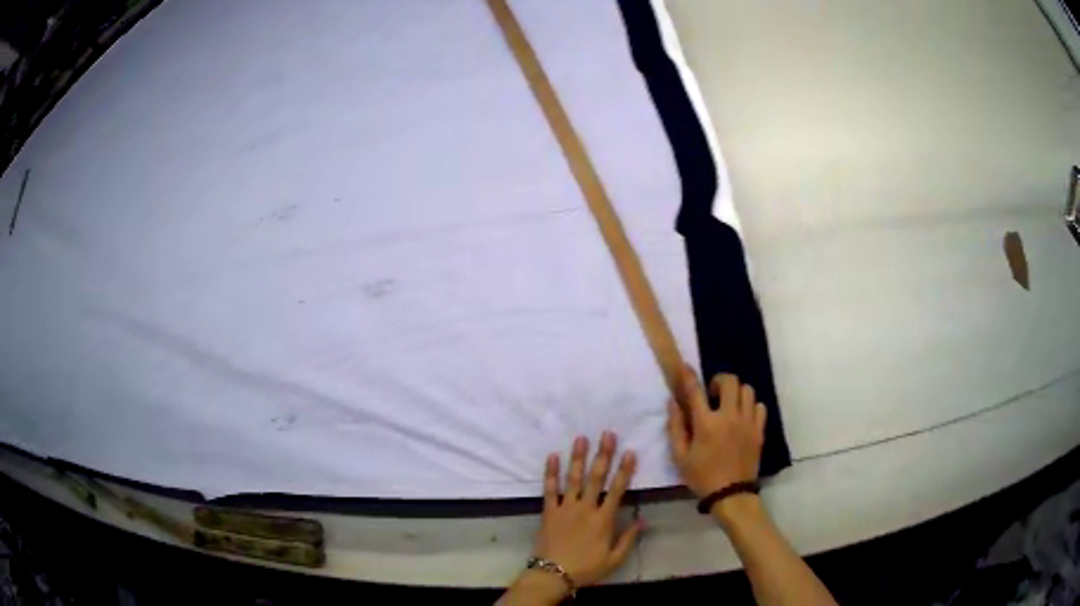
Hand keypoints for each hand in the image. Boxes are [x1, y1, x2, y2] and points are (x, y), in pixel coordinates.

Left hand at [534, 432, 640, 588]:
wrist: (553, 574)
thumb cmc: (586, 568)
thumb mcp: (614, 559)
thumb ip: (628, 539)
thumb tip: (643, 519)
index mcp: (603, 520)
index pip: (617, 490)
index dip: (624, 470)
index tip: (629, 452)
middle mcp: (585, 509)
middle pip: (595, 478)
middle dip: (603, 455)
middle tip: (607, 434)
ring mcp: (565, 508)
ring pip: (572, 479)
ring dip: (577, 458)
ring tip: (581, 438)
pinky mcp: (549, 512)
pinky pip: (549, 490)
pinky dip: (550, 473)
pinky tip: (552, 457)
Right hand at [667, 365, 766, 498]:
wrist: (731, 494)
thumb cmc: (701, 476)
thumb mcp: (680, 457)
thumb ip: (675, 428)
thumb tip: (673, 403)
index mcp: (706, 424)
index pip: (695, 391)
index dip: (688, 375)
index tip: (685, 366)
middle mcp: (729, 417)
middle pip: (730, 381)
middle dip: (719, 381)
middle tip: (712, 394)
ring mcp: (748, 422)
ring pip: (748, 391)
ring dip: (736, 393)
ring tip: (729, 405)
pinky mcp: (759, 430)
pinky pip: (760, 407)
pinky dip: (751, 407)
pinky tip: (743, 417)